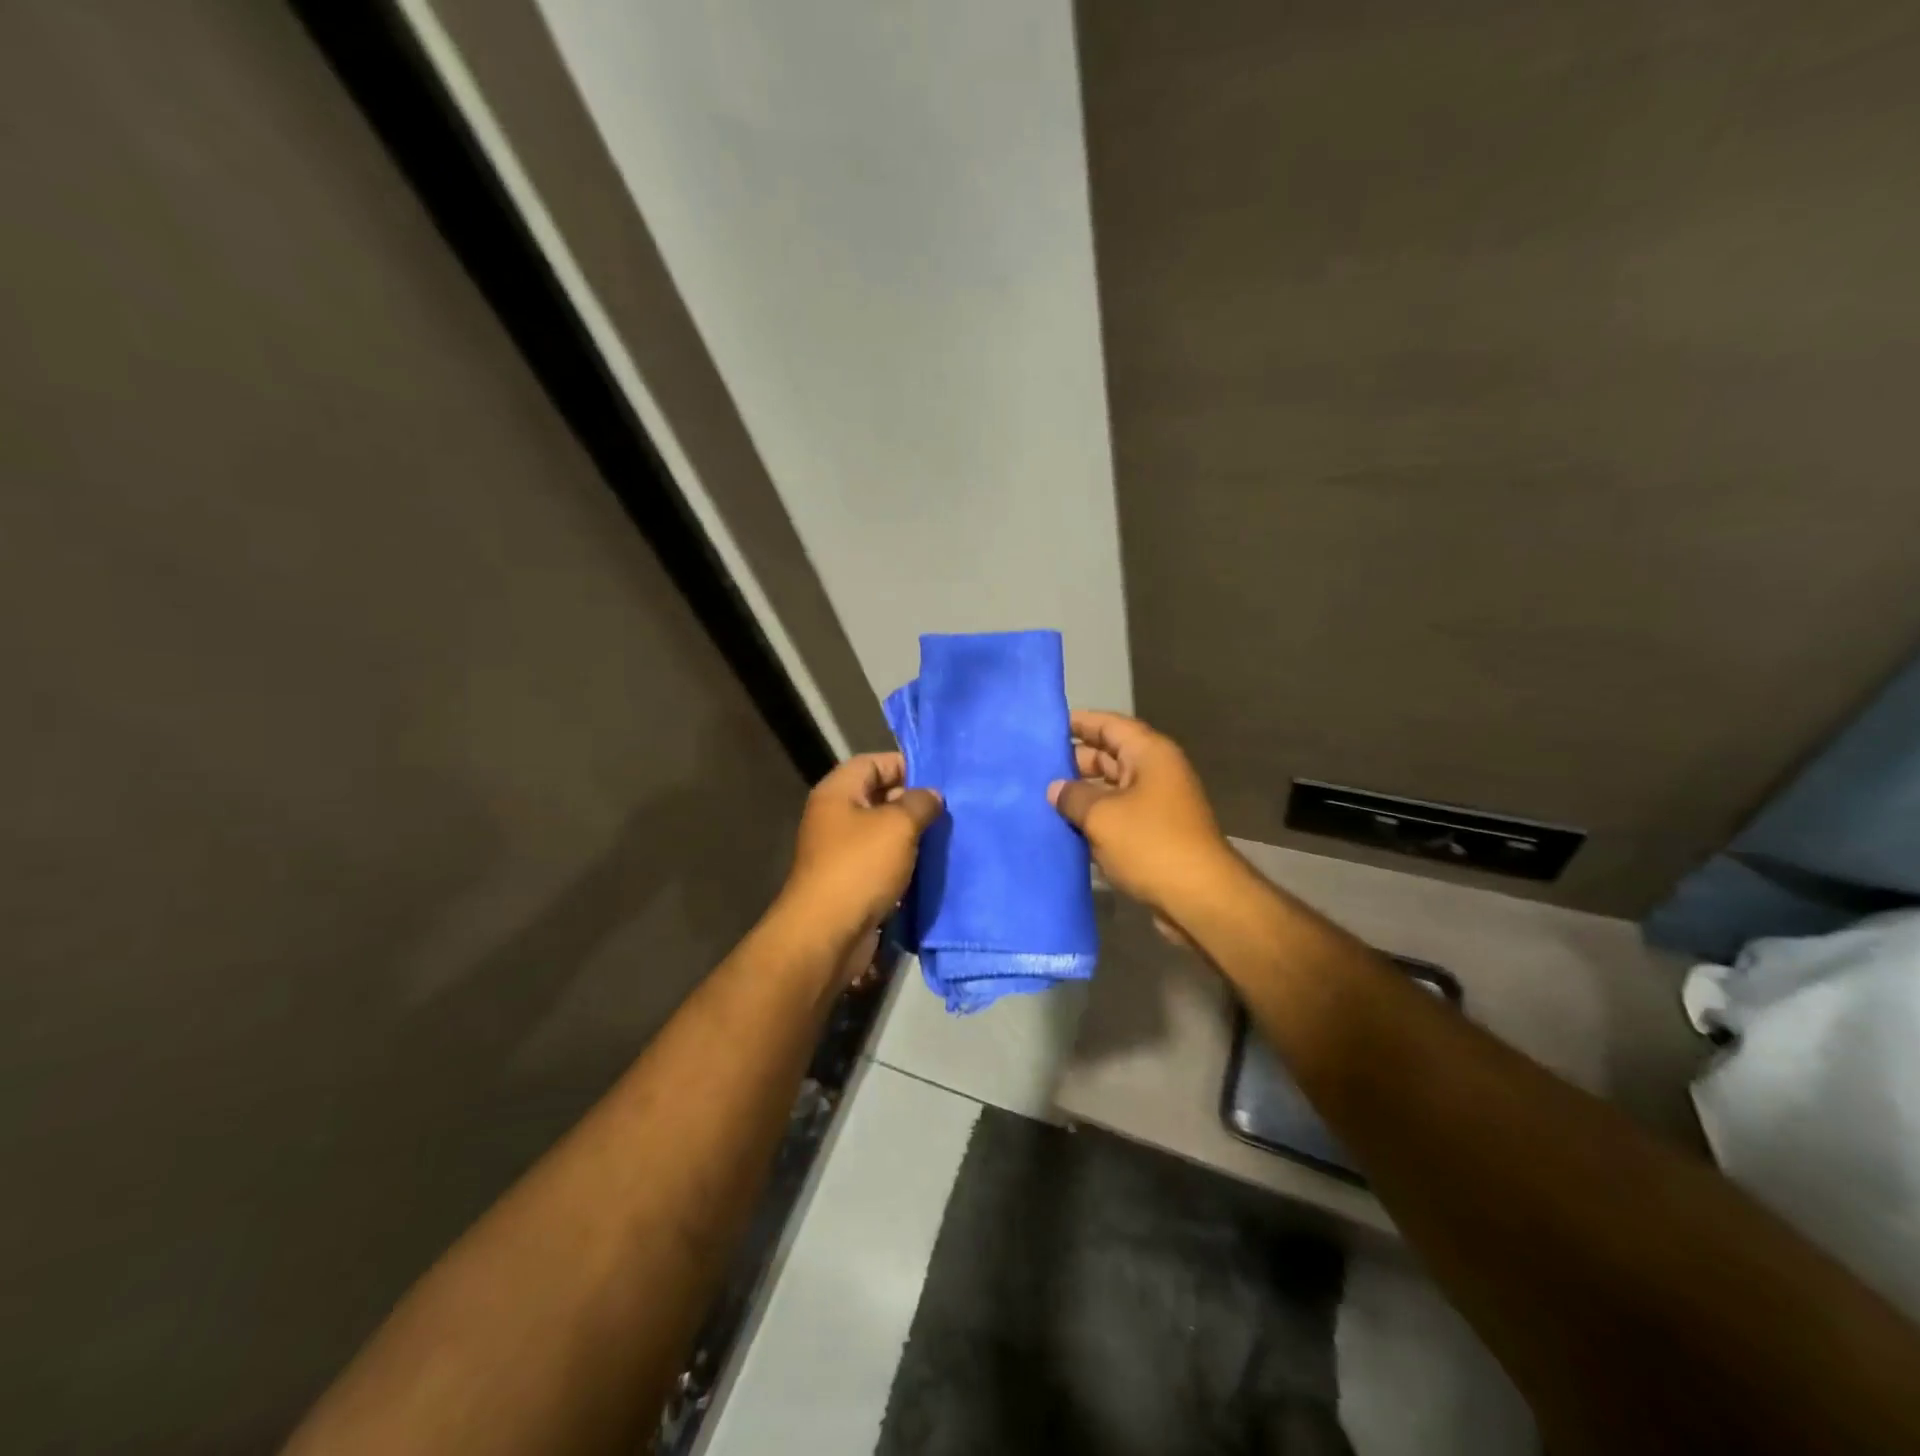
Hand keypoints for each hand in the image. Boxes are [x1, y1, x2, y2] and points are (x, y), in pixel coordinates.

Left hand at [780, 752, 942, 947]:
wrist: (827, 934)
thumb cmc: (860, 867)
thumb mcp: (898, 825)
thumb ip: (919, 803)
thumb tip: (931, 795)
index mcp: (837, 793)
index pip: (872, 762)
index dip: (904, 765)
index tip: (938, 779)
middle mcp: (835, 817)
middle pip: (878, 797)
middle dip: (913, 802)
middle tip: (950, 811)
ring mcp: (842, 852)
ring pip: (883, 833)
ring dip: (912, 837)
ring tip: (946, 838)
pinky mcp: (851, 883)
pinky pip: (882, 864)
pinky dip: (904, 865)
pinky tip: (931, 868)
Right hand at [1048, 710, 1236, 917]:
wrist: (1198, 898)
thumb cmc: (1150, 844)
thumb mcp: (1102, 816)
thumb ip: (1072, 796)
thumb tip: (1055, 789)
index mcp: (1149, 754)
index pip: (1109, 724)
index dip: (1078, 722)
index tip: (1044, 727)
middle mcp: (1154, 772)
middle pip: (1108, 756)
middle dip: (1073, 761)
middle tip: (1033, 767)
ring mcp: (1155, 805)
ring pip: (1110, 789)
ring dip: (1080, 794)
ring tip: (1039, 797)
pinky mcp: (1152, 834)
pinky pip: (1116, 816)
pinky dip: (1092, 819)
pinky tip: (1061, 828)